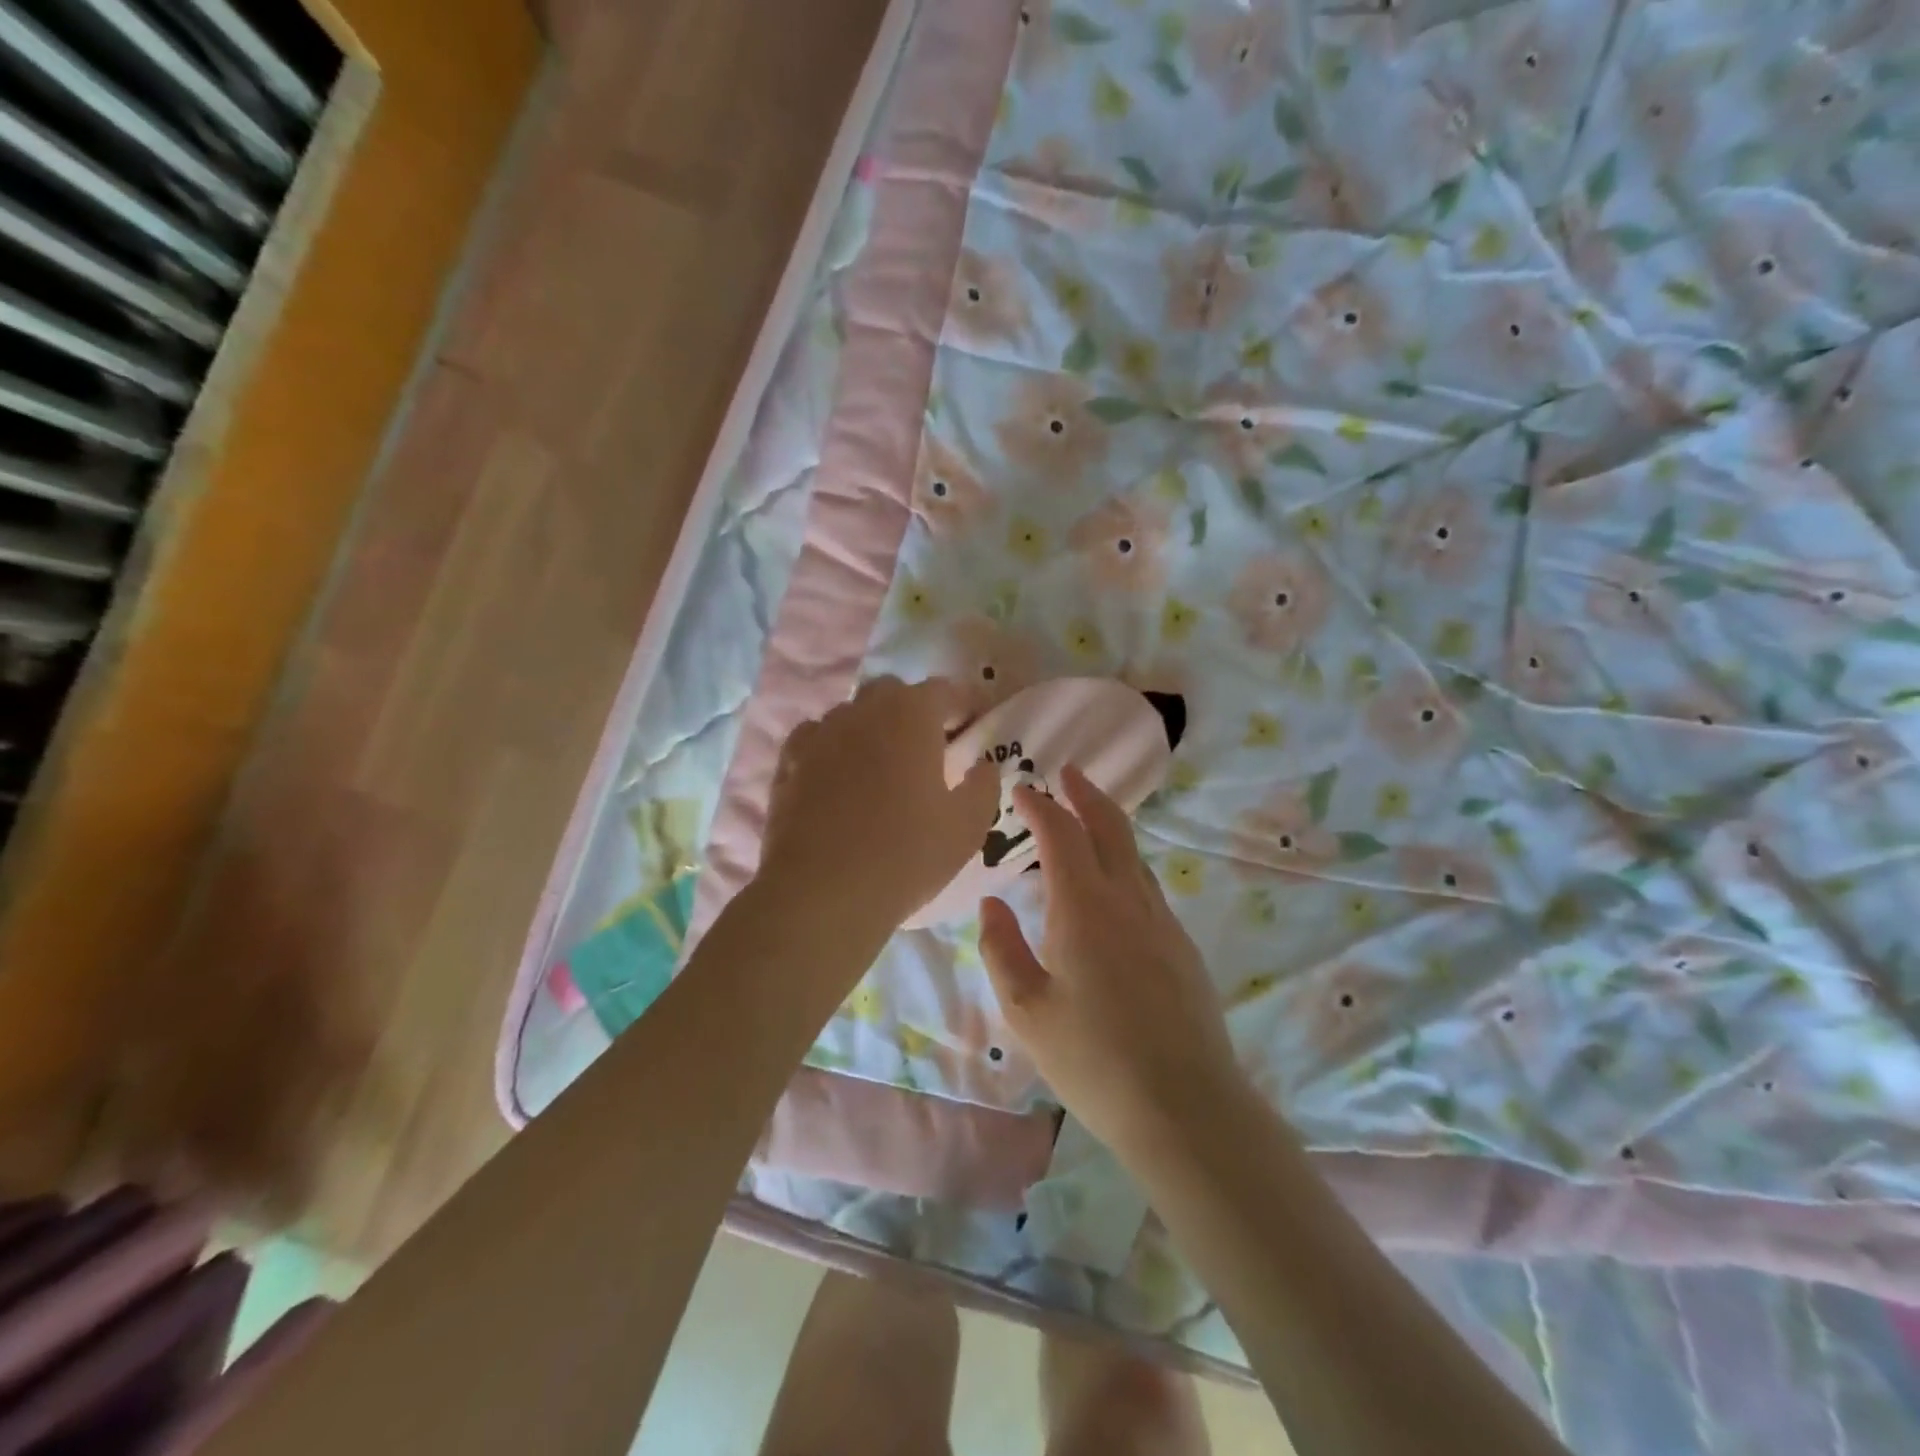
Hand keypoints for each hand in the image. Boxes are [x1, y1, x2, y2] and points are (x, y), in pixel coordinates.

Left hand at [760, 676, 997, 935]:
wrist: (820, 894)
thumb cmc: (905, 856)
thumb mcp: (967, 827)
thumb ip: (984, 786)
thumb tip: (982, 765)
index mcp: (911, 715)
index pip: (946, 690)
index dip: (965, 705)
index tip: (976, 726)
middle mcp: (862, 711)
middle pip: (894, 694)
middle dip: (916, 711)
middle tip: (931, 748)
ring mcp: (820, 733)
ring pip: (853, 714)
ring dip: (873, 729)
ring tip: (883, 768)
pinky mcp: (788, 762)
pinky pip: (817, 739)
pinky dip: (834, 748)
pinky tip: (839, 779)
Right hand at [977, 766, 1244, 1160]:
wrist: (1186, 1108)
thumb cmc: (1094, 1060)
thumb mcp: (1027, 1010)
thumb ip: (1002, 949)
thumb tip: (992, 903)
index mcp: (1084, 908)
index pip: (1061, 835)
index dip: (1040, 806)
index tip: (1022, 789)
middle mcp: (1128, 900)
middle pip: (1110, 827)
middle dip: (1086, 794)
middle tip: (1067, 772)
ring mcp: (1162, 922)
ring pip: (1133, 855)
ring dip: (1108, 825)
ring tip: (1086, 818)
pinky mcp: (1181, 947)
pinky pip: (1147, 885)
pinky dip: (1123, 862)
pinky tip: (1112, 885)